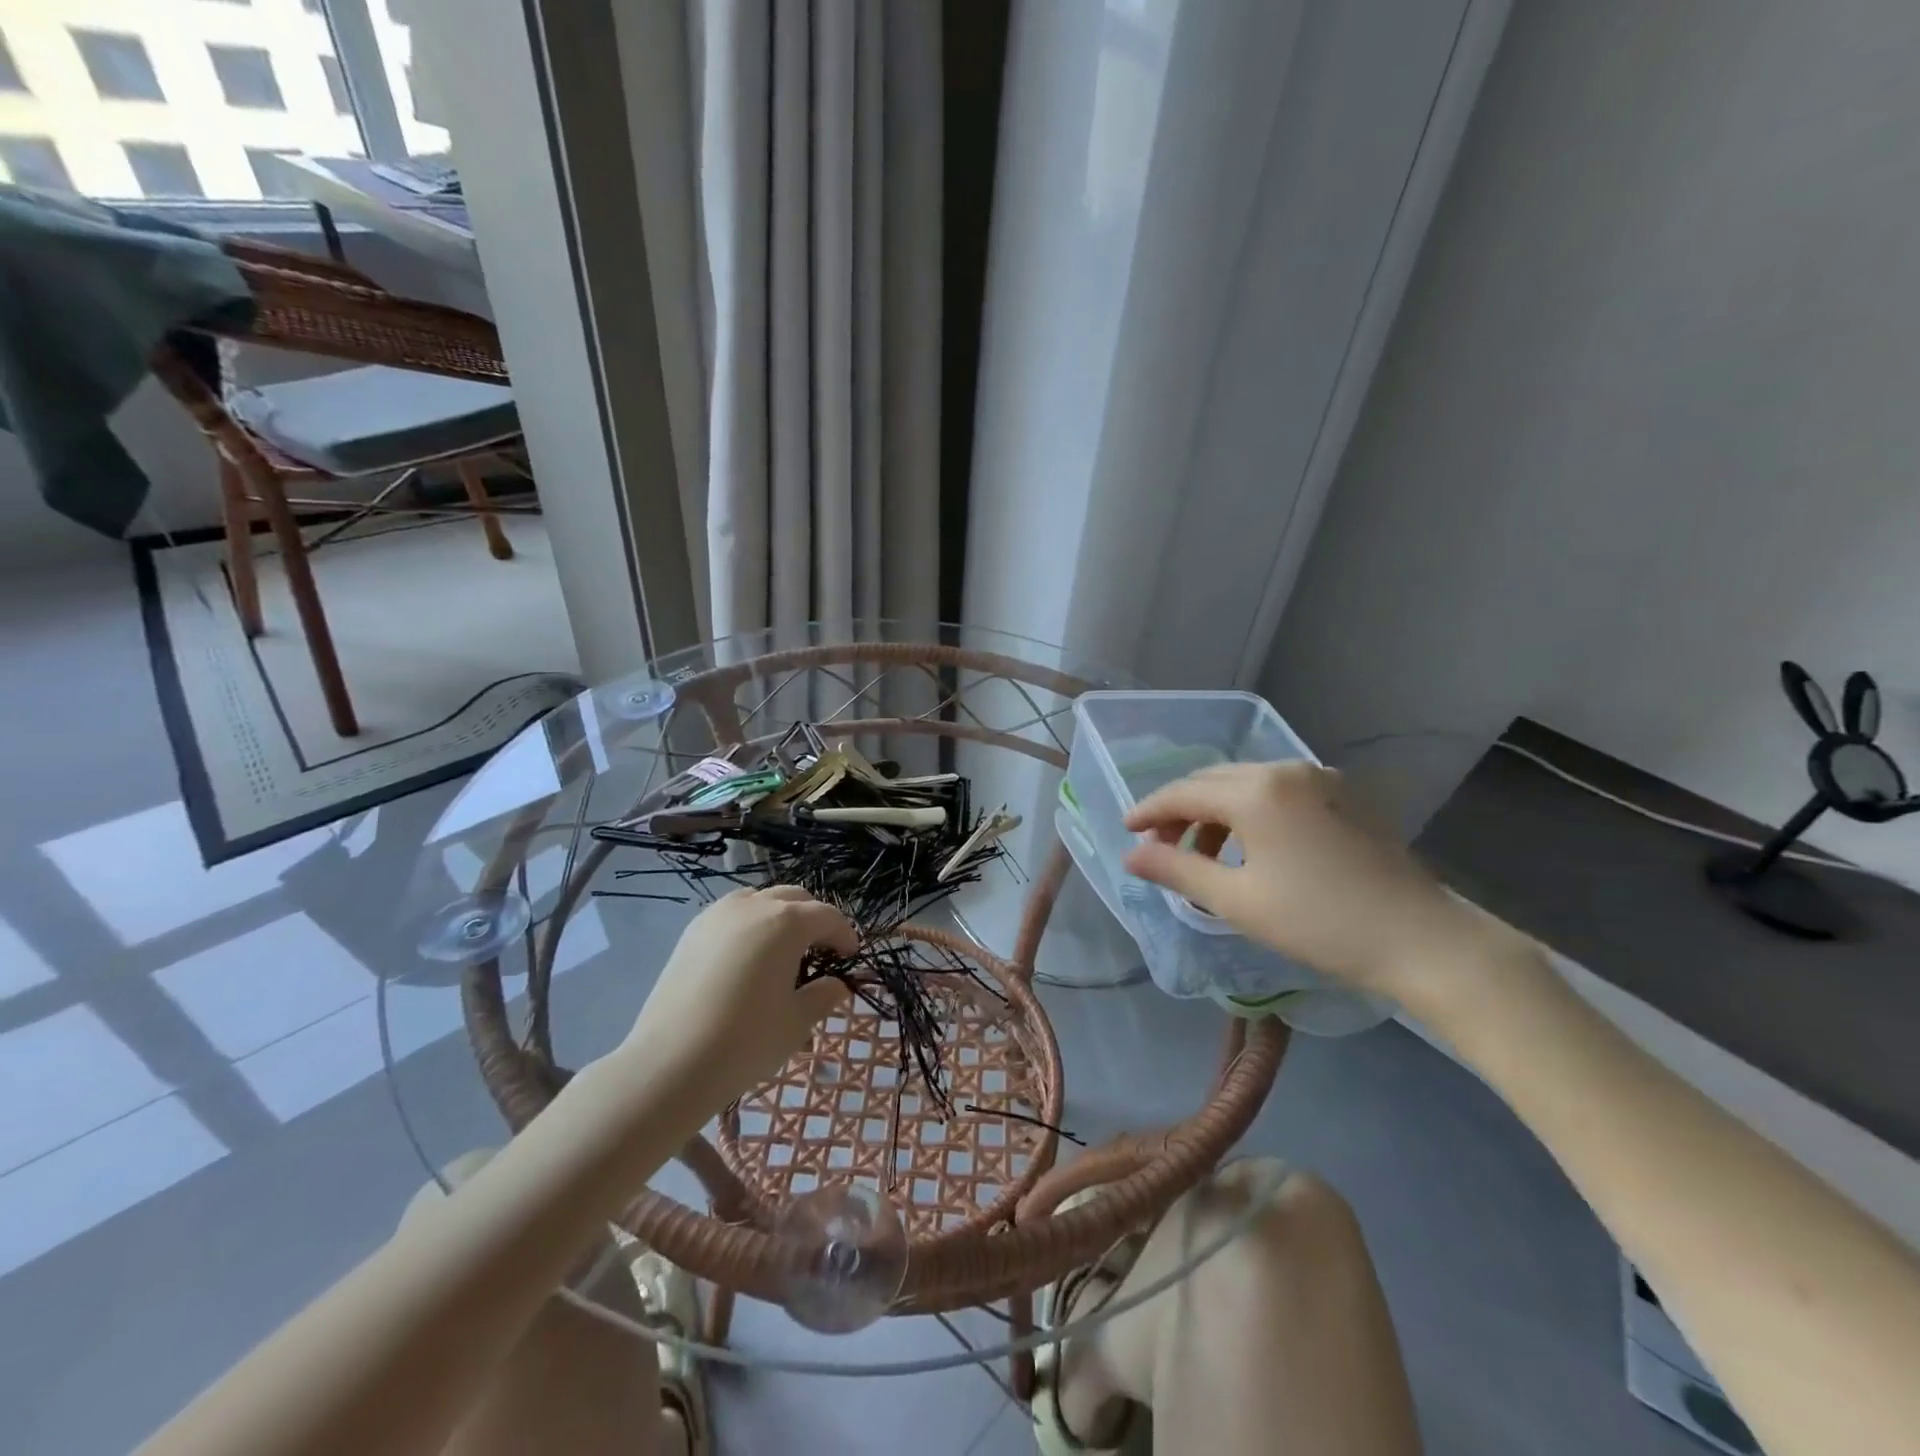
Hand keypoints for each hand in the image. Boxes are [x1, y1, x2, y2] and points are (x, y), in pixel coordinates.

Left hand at [625, 887, 855, 1110]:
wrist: (670, 1063)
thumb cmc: (746, 1040)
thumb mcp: (797, 1023)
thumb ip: (823, 996)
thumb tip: (835, 985)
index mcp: (787, 922)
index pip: (827, 916)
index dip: (844, 934)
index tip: (850, 956)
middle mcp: (753, 906)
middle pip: (794, 898)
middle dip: (814, 918)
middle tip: (821, 949)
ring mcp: (717, 915)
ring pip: (760, 899)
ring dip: (779, 915)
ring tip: (783, 947)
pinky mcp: (692, 932)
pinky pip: (731, 913)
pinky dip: (749, 922)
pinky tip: (748, 955)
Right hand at [1123, 762, 1525, 1006]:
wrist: (1422, 940)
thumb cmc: (1319, 923)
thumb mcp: (1236, 900)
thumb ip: (1176, 869)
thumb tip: (1131, 855)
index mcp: (1256, 791)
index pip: (1184, 792)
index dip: (1149, 810)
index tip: (1126, 831)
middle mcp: (1286, 770)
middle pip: (1213, 781)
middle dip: (1180, 810)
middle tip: (1159, 846)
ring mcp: (1320, 779)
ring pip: (1246, 784)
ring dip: (1215, 813)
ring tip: (1204, 856)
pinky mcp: (1344, 795)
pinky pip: (1278, 791)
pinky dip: (1250, 812)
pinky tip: (1250, 848)